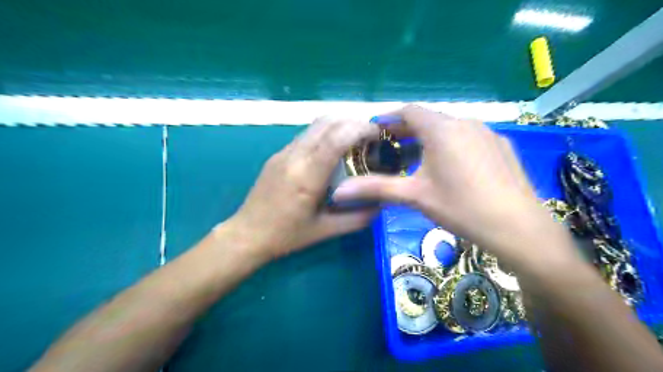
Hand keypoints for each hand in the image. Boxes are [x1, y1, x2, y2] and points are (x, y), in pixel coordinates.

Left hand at [220, 116, 380, 261]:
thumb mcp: (325, 231)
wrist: (247, 234)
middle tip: (369, 135)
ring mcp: (283, 153)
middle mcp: (294, 157)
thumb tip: (381, 204)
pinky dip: (325, 133)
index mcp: (306, 177)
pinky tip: (332, 150)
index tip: (377, 134)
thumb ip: (357, 218)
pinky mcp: (277, 155)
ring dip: (338, 125)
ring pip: (314, 125)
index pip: (336, 139)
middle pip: (326, 122)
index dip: (359, 129)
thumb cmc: (286, 236)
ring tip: (354, 140)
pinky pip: (306, 135)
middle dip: (352, 121)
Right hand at [334, 106, 572, 266]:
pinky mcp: (501, 146)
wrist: (518, 228)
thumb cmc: (460, 207)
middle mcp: (465, 123)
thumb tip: (338, 191)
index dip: (389, 118)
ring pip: (449, 128)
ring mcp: (487, 133)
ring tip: (416, 156)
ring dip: (429, 137)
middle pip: (429, 118)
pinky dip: (450, 144)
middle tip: (390, 146)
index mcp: (442, 129)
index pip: (408, 111)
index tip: (375, 130)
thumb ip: (375, 189)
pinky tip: (449, 166)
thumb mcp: (414, 196)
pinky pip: (468, 137)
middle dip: (406, 130)